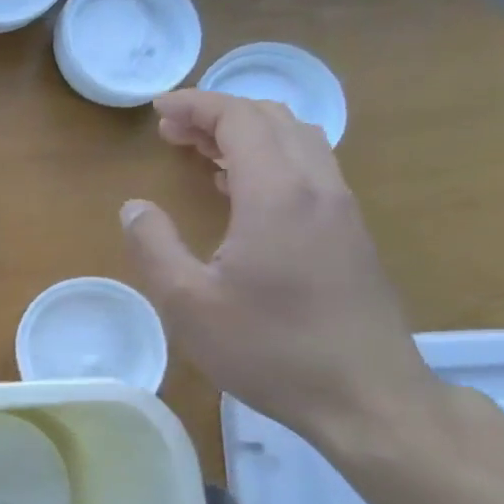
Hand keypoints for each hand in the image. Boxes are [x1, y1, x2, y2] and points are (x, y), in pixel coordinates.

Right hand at [120, 91, 442, 449]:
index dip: (197, 104)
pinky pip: (310, 169)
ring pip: (297, 141)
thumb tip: (134, 207)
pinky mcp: (351, 234)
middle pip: (272, 119)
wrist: (368, 399)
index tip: (157, 111)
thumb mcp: (188, 304)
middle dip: (219, 114)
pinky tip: (242, 190)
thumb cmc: (271, 349)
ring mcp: (341, 210)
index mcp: (277, 195)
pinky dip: (270, 158)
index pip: (240, 118)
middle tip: (172, 132)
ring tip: (202, 152)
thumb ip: (154, 246)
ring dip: (248, 134)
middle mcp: (317, 188)